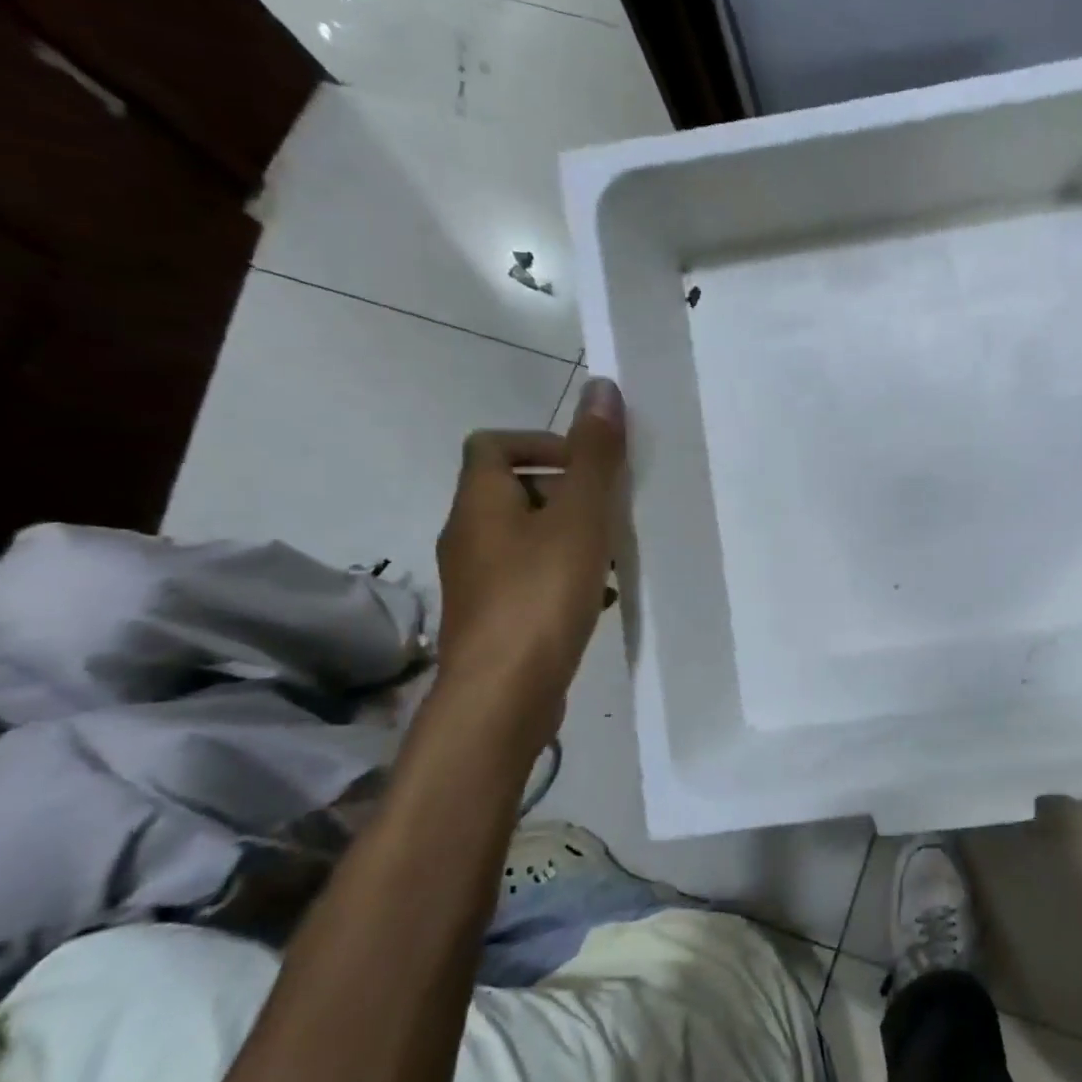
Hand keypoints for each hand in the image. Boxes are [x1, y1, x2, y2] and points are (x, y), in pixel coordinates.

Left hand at [434, 377, 626, 729]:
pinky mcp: (495, 618)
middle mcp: (469, 535)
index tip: (588, 466)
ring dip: (570, 534)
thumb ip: (595, 455)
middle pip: (513, 490)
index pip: (492, 443)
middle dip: (567, 491)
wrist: (504, 694)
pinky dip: (565, 573)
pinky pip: (532, 576)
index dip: (541, 443)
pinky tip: (600, 594)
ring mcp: (478, 581)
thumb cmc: (541, 594)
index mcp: (479, 502)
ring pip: (526, 537)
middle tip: (611, 510)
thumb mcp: (580, 517)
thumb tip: (602, 387)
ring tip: (613, 551)